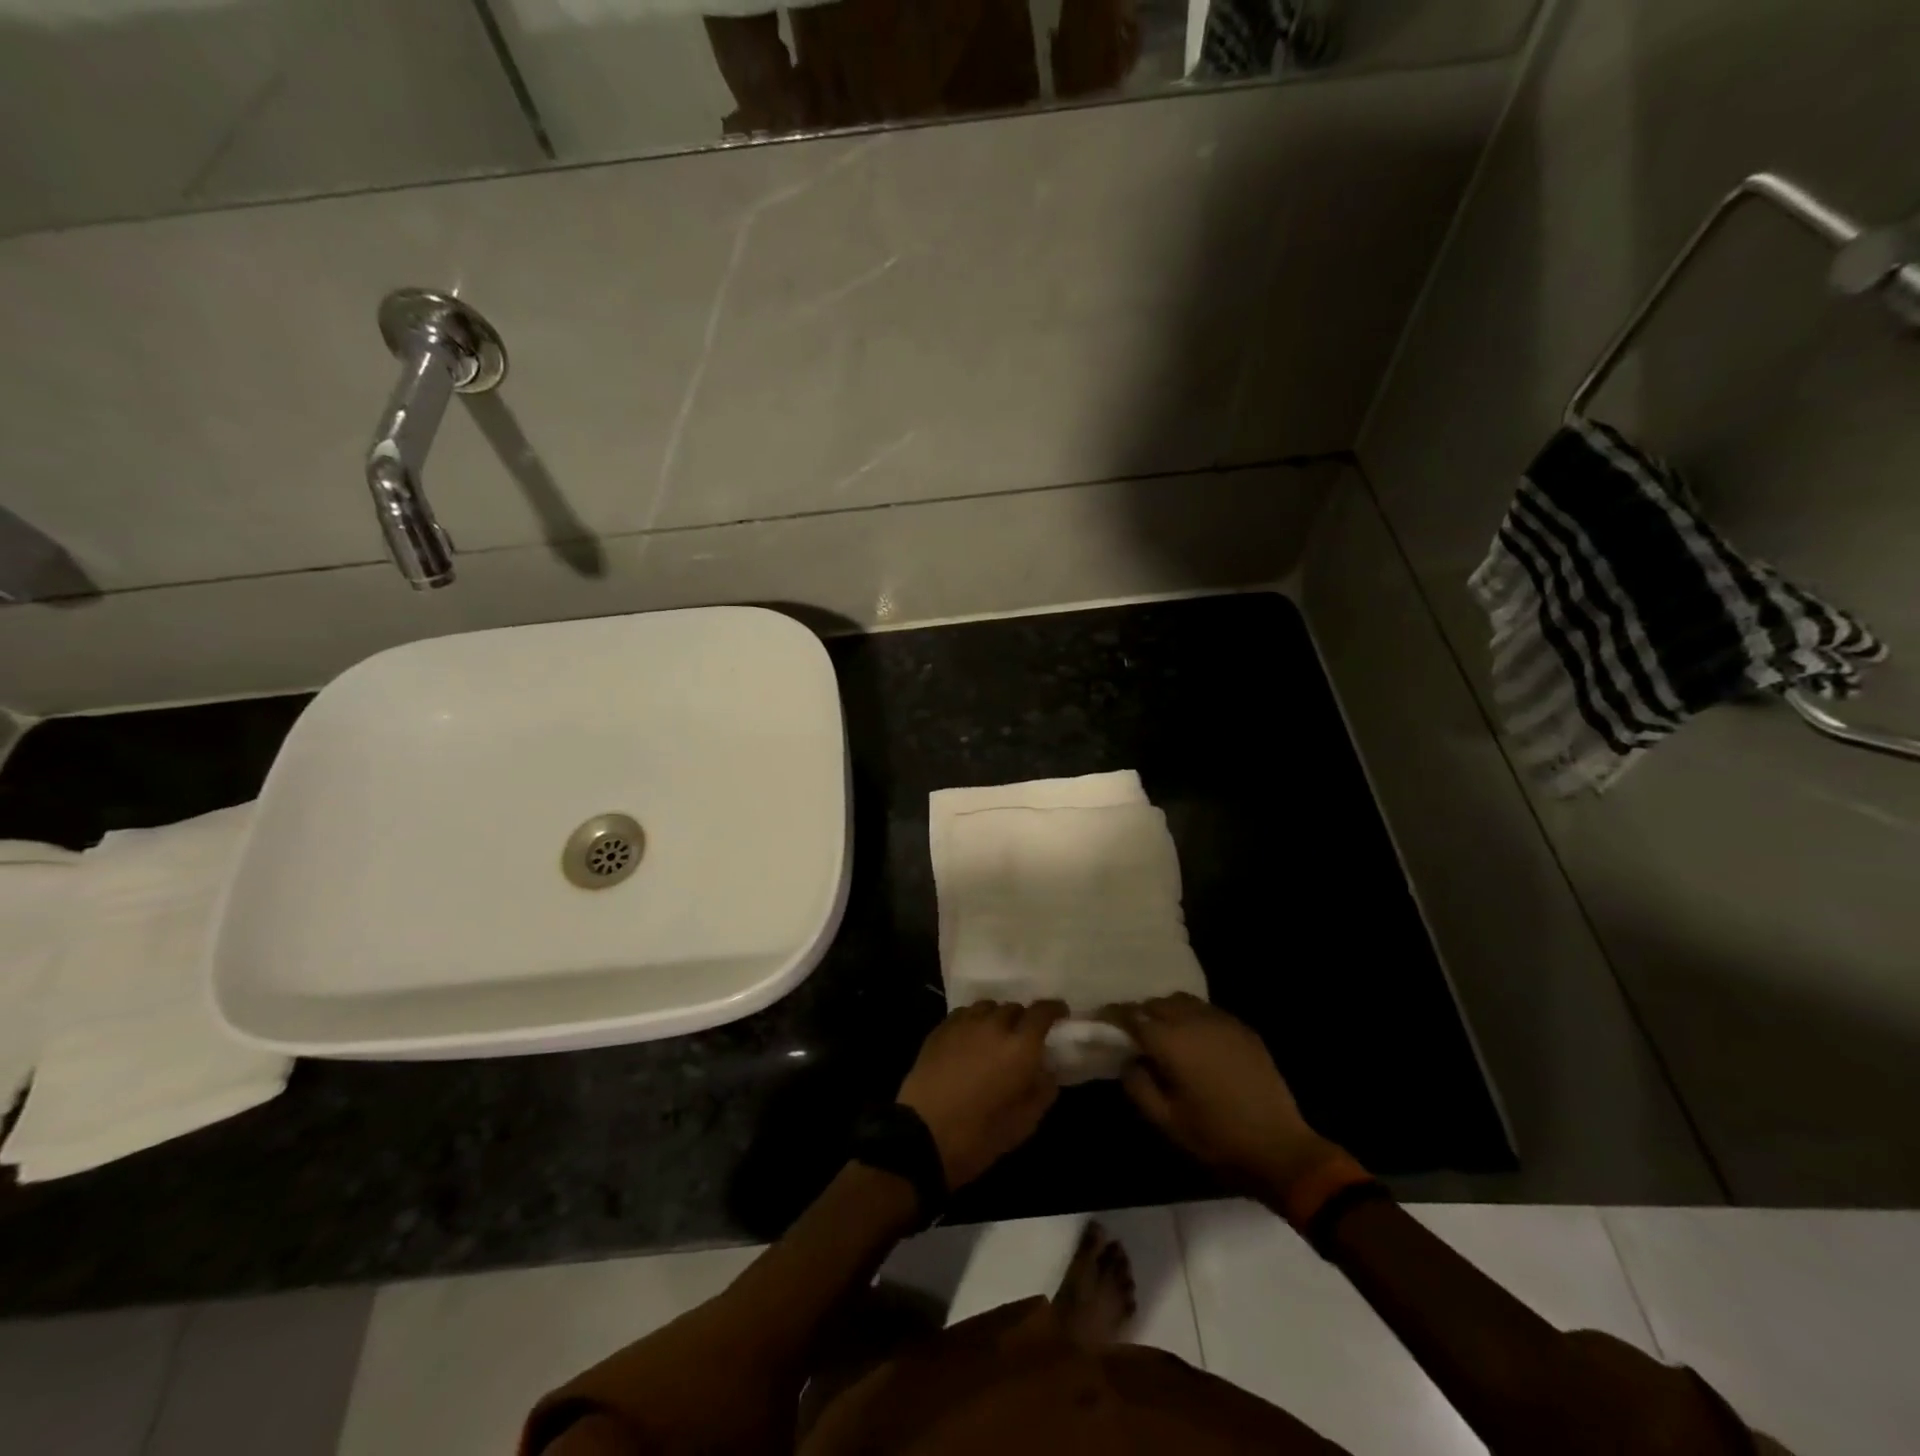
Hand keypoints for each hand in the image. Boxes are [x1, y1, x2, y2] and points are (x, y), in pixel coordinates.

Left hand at [897, 1000, 1067, 1188]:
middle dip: (1023, 1020)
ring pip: (987, 1007)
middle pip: (1014, 1008)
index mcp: (1020, 1047)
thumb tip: (1047, 1072)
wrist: (922, 1135)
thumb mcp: (1023, 1125)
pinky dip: (973, 1021)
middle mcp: (993, 1026)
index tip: (1060, 1013)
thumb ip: (1042, 1092)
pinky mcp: (940, 1030)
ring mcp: (963, 1024)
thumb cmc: (978, 1136)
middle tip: (1024, 1039)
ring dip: (997, 1018)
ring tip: (995, 1036)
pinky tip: (970, 1039)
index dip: (1053, 1009)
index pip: (1042, 1012)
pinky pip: (964, 1014)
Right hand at [1102, 994, 1341, 1195]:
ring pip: (1182, 1002)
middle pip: (1156, 1004)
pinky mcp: (1243, 1029)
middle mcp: (1194, 1020)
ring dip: (1166, 1012)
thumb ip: (1138, 1086)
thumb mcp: (1166, 1121)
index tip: (1099, 1020)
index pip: (1131, 1016)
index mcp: (1172, 1041)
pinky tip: (1195, 1042)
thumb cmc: (1217, 1139)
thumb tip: (1129, 1061)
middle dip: (1140, 1014)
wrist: (1280, 1150)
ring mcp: (1222, 1021)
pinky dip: (1192, 1018)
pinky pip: (1207, 1011)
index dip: (1111, 1015)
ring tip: (1163, 1036)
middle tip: (1131, 1036)